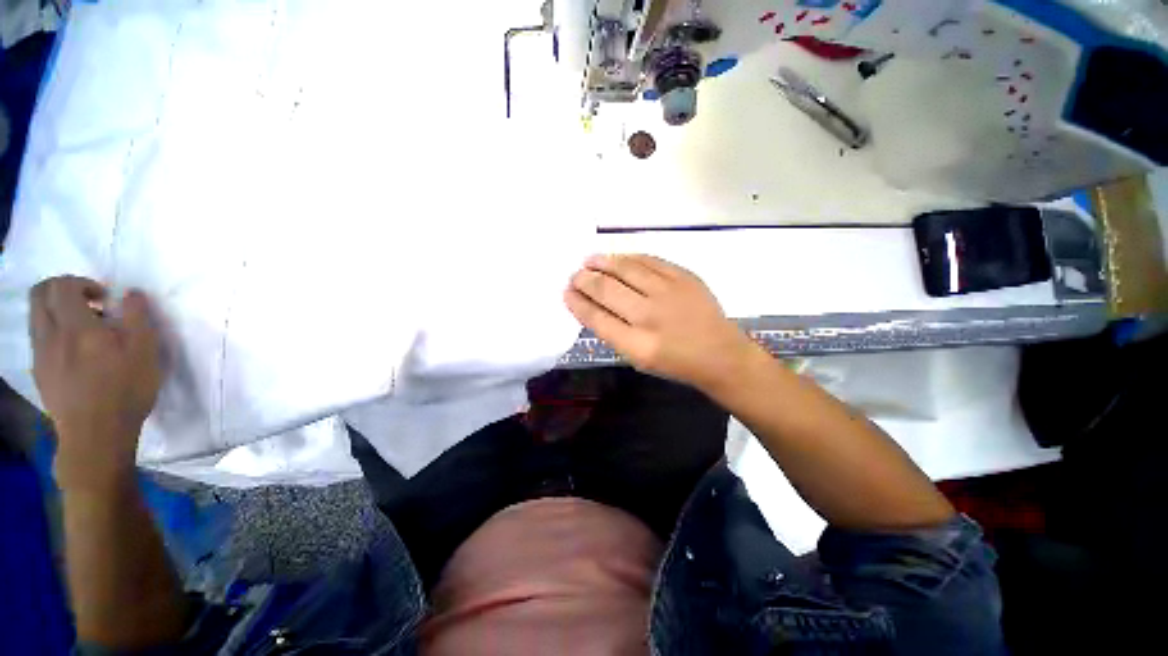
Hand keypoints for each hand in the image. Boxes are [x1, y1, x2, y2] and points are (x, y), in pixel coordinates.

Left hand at [30, 277, 161, 488]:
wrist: (95, 435)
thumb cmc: (125, 389)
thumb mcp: (144, 351)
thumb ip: (137, 317)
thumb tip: (131, 294)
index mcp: (75, 326)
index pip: (62, 286)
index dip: (82, 282)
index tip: (104, 297)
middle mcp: (50, 334)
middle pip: (39, 295)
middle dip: (61, 289)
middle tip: (88, 303)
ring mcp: (41, 355)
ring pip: (36, 317)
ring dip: (56, 312)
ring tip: (83, 329)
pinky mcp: (40, 372)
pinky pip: (39, 339)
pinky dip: (53, 333)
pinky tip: (74, 352)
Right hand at [565, 254, 755, 391]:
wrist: (719, 353)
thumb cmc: (675, 362)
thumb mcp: (638, 359)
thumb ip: (613, 333)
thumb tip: (590, 305)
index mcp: (636, 345)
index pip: (596, 317)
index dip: (577, 302)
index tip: (566, 293)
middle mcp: (650, 316)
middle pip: (606, 290)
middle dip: (584, 280)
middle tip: (574, 276)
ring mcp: (669, 292)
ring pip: (625, 268)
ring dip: (601, 262)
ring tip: (588, 261)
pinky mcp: (683, 276)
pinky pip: (648, 260)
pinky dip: (628, 258)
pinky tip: (617, 258)